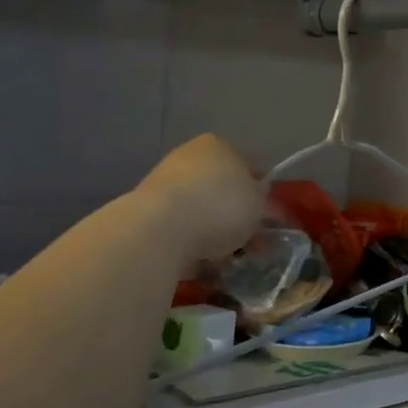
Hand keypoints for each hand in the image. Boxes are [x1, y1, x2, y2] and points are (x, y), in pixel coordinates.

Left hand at [136, 134, 262, 263]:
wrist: (159, 230)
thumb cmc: (220, 207)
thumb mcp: (259, 205)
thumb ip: (263, 203)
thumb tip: (261, 206)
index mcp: (218, 146)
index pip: (246, 167)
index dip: (258, 194)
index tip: (264, 219)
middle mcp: (188, 156)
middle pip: (219, 189)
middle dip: (232, 214)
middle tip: (246, 242)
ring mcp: (162, 182)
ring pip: (198, 210)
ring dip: (209, 230)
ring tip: (223, 257)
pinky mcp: (143, 212)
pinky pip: (177, 228)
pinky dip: (188, 243)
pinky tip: (198, 261)